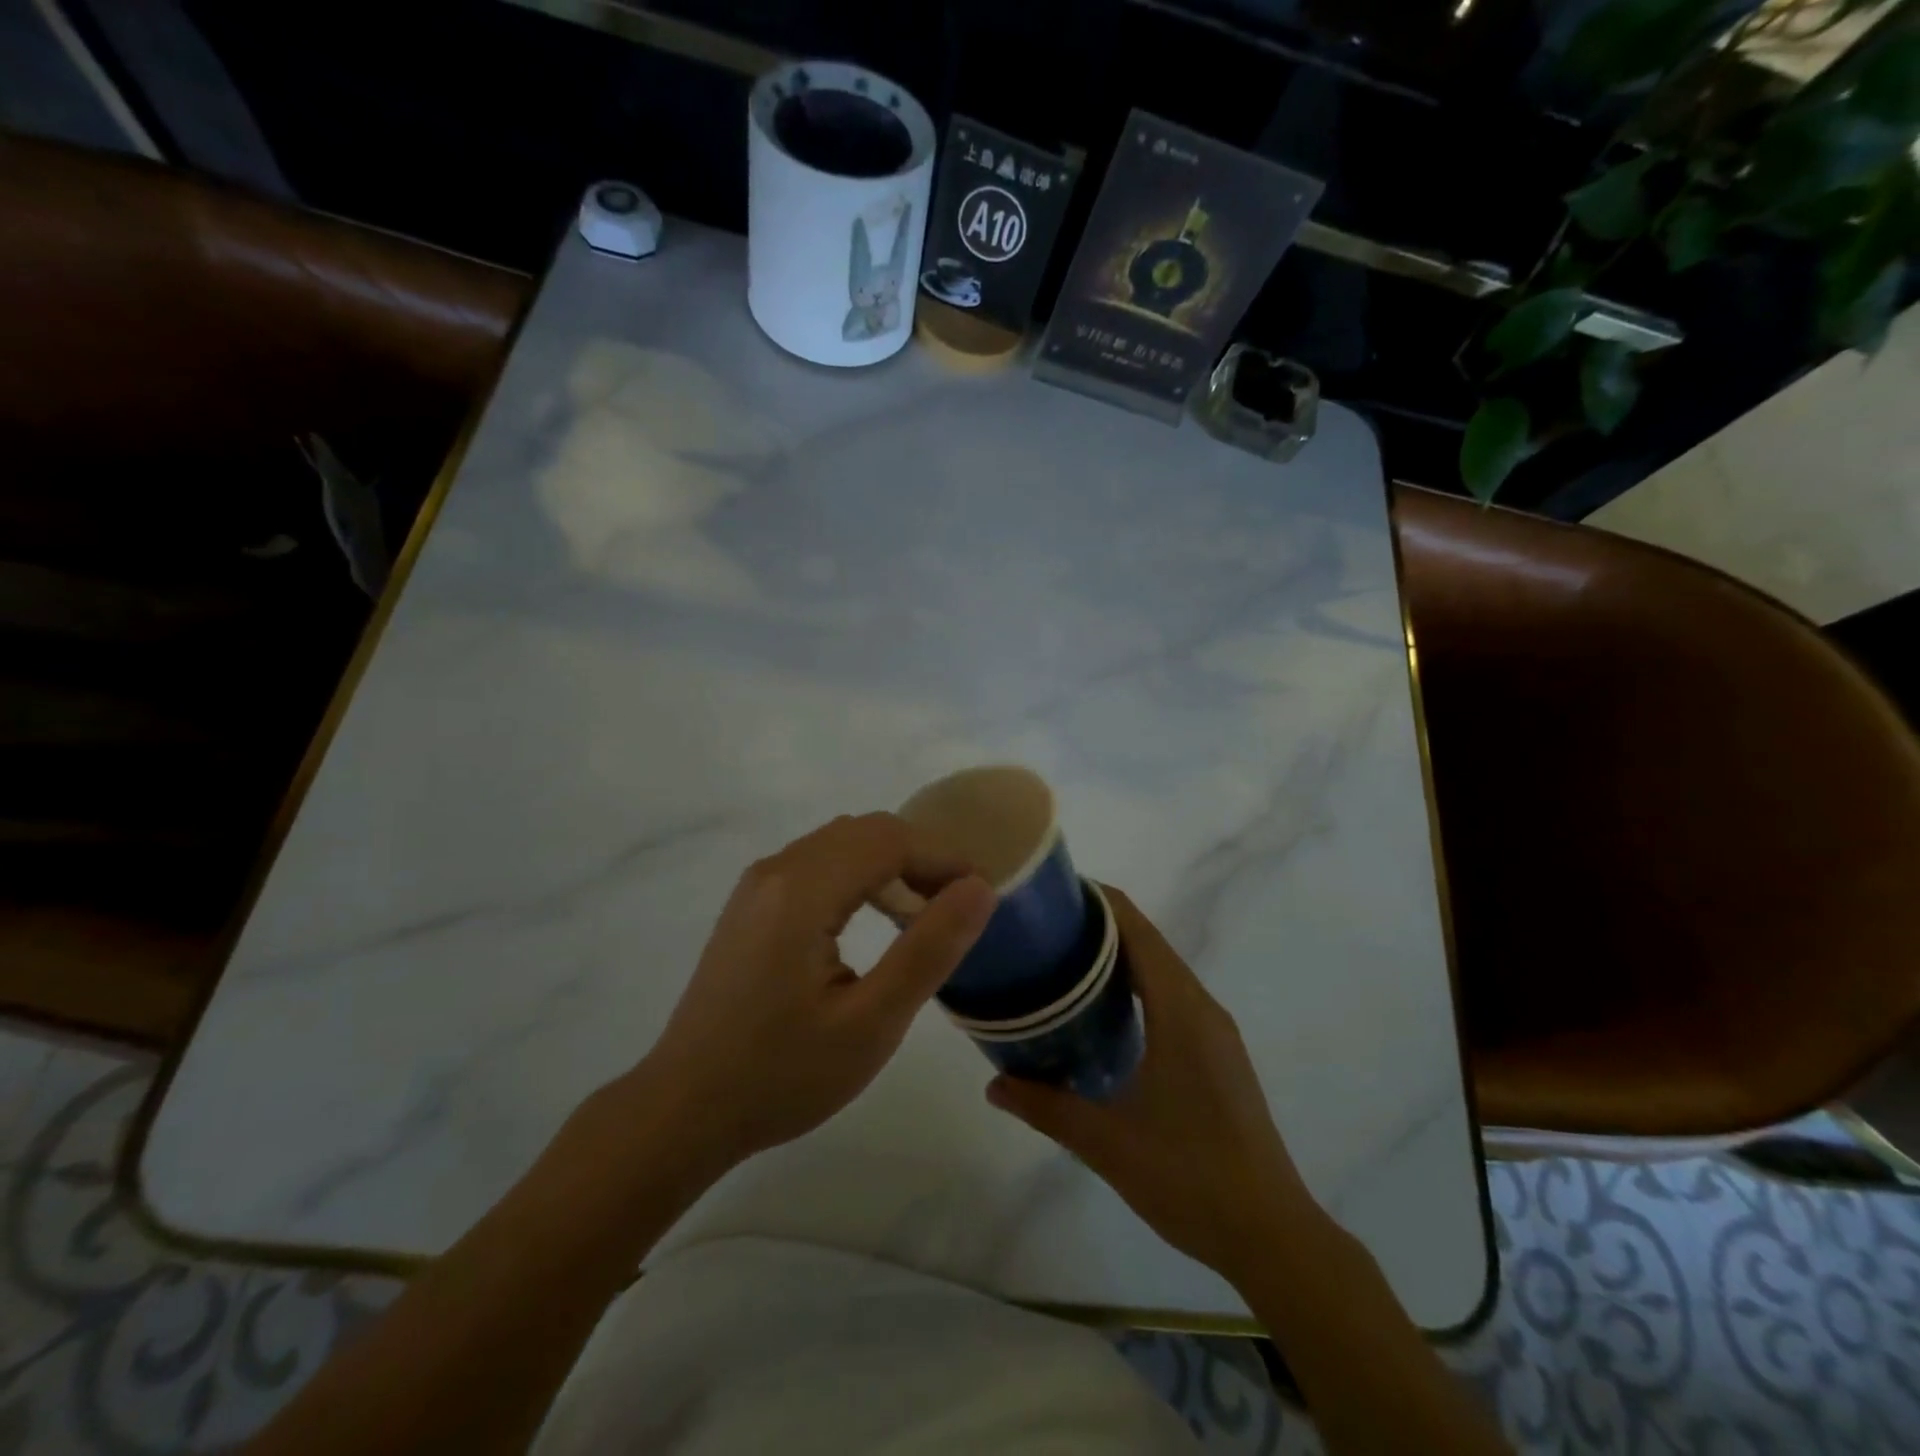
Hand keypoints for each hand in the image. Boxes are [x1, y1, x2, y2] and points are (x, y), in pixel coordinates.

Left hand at [632, 813, 993, 1175]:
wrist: (683, 1110)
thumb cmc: (781, 1075)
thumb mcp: (871, 1023)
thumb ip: (929, 949)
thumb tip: (980, 888)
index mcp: (801, 890)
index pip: (890, 839)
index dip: (944, 858)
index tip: (982, 897)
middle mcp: (776, 870)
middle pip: (866, 831)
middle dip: (920, 857)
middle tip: (957, 909)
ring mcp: (757, 885)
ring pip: (842, 843)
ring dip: (890, 865)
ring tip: (923, 915)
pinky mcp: (751, 904)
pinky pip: (818, 864)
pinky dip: (859, 876)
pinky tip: (873, 921)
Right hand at [986, 887, 1312, 1284]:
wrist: (1272, 1235)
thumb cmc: (1190, 1177)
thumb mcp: (1106, 1143)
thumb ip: (1046, 1107)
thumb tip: (992, 1085)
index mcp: (1180, 1010)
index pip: (1137, 929)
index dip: (1098, 900)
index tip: (1052, 892)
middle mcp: (1202, 1007)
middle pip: (1148, 942)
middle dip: (1098, 926)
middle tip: (1042, 929)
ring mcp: (1215, 1031)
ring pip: (1162, 970)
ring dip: (1118, 957)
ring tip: (1062, 962)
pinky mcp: (1218, 1054)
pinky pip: (1172, 997)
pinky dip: (1137, 985)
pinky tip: (1103, 1013)